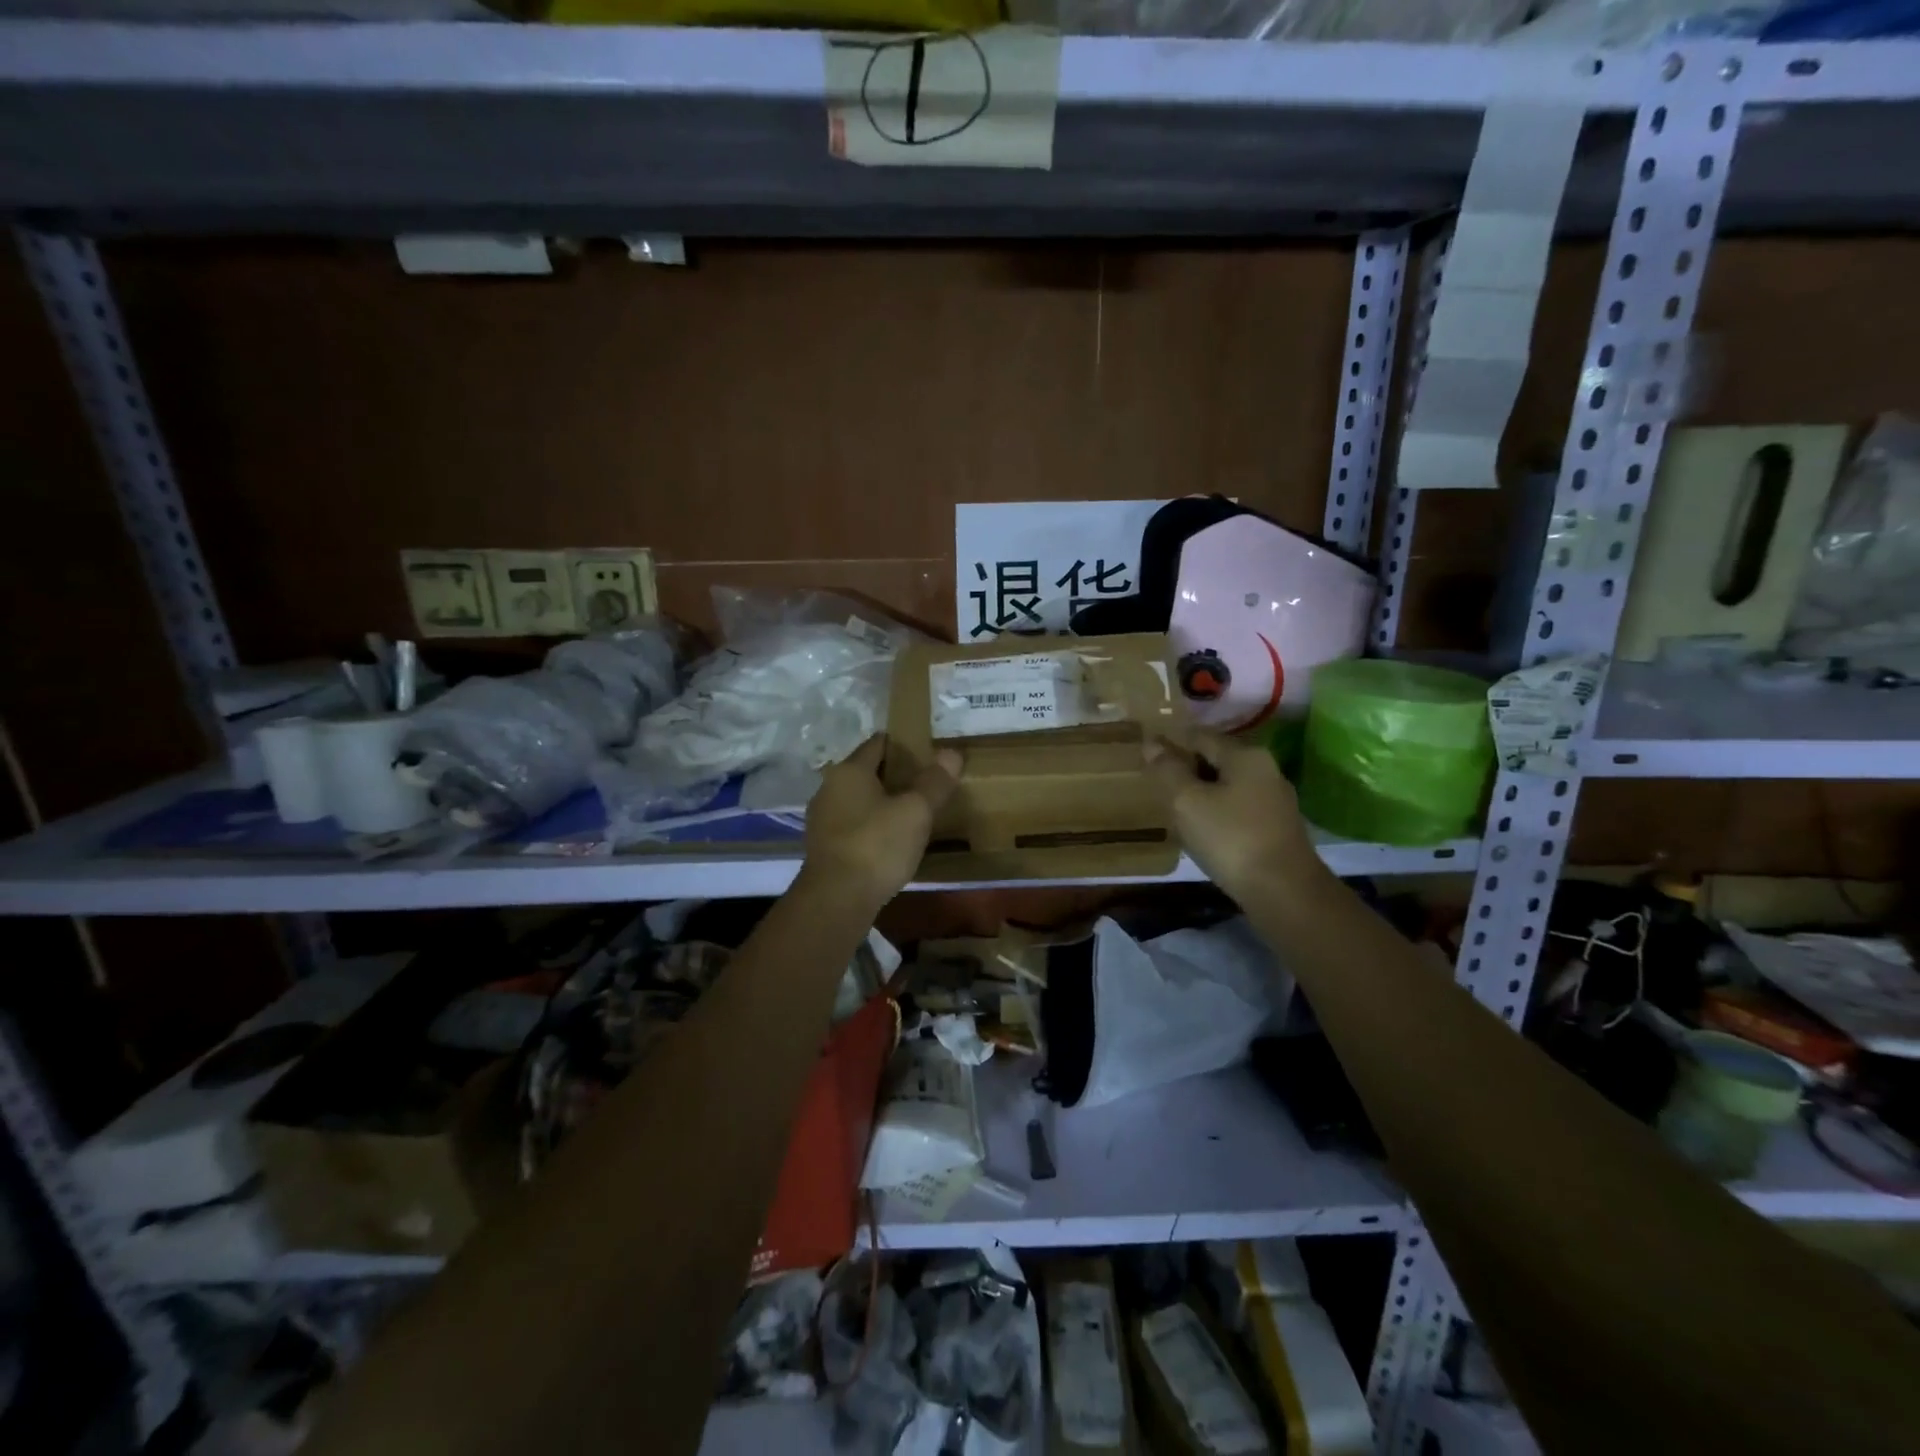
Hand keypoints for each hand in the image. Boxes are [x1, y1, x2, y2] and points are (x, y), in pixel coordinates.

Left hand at [802, 735, 962, 912]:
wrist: (836, 900)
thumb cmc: (877, 846)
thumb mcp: (915, 812)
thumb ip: (934, 782)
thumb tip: (952, 752)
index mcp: (849, 770)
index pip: (878, 743)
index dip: (904, 745)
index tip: (929, 754)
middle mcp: (829, 788)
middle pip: (867, 771)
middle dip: (895, 776)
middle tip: (927, 785)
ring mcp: (822, 819)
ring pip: (859, 800)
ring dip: (882, 803)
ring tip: (913, 815)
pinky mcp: (823, 847)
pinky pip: (853, 825)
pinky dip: (871, 826)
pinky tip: (891, 842)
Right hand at [1144, 731, 1328, 905]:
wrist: (1283, 892)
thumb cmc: (1230, 838)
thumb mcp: (1187, 801)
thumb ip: (1168, 770)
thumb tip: (1152, 742)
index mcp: (1245, 755)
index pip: (1200, 735)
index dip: (1171, 741)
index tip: (1146, 754)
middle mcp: (1265, 769)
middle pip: (1217, 759)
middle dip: (1187, 767)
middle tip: (1157, 784)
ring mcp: (1275, 800)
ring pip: (1228, 785)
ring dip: (1201, 792)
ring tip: (1174, 809)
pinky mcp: (1277, 827)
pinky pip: (1238, 808)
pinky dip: (1217, 811)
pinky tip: (1202, 830)